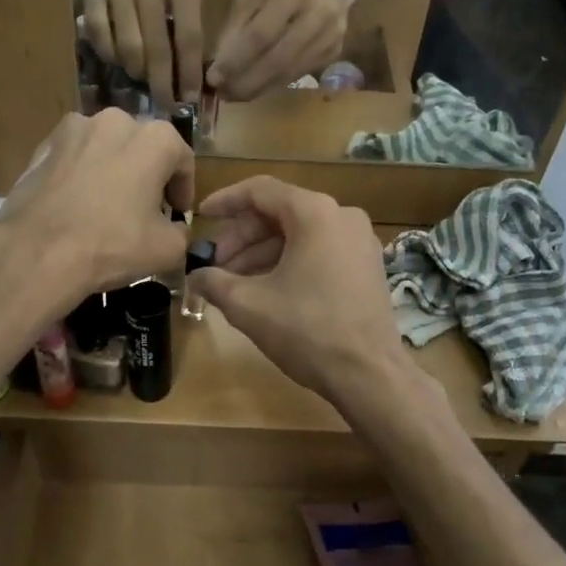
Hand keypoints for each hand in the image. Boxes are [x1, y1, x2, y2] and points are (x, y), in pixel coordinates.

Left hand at [0, 110, 192, 314]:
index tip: (178, 213)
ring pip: (106, 147)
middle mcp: (115, 120)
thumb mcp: (168, 249)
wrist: (38, 252)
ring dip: (114, 168)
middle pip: (142, 146)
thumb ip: (182, 232)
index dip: (184, 188)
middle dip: (148, 173)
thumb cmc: (113, 244)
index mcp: (154, 138)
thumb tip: (175, 229)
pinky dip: (82, 173)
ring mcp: (74, 129)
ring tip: (109, 203)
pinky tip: (77, 203)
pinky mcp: (43, 145)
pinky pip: (74, 157)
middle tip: (146, 207)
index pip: (182, 159)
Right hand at [79, 0, 202, 102]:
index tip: (189, 97)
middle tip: (167, 104)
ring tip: (144, 78)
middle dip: (162, 83)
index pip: (188, 35)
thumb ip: (188, 11)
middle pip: (156, 47)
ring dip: (137, 72)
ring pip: (127, 46)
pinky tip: (121, 59)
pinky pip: (101, 36)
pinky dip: (112, 56)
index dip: (188, 72)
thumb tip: (188, 66)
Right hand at [188, 177, 415, 411]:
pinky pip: (320, 250)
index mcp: (315, 213)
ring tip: (233, 282)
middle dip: (242, 237)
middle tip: (214, 264)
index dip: (225, 202)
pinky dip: (289, 262)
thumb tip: (196, 277)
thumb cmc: (307, 331)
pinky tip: (266, 289)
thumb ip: (215, 282)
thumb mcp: (248, 305)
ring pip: (299, 234)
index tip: (200, 217)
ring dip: (263, 254)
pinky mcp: (367, 266)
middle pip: (280, 213)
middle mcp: (342, 216)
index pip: (260, 191)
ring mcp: (360, 241)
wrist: (369, 374)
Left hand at [206, 0, 359, 100]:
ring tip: (233, 95)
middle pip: (276, 60)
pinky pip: (297, 74)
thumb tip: (219, 64)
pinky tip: (255, 88)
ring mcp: (330, 37)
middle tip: (222, 94)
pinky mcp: (334, 53)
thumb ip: (237, 25)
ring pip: (288, 73)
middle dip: (245, 82)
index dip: (235, 60)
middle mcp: (318, 14)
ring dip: (257, 88)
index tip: (213, 78)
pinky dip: (272, 85)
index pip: (260, 34)